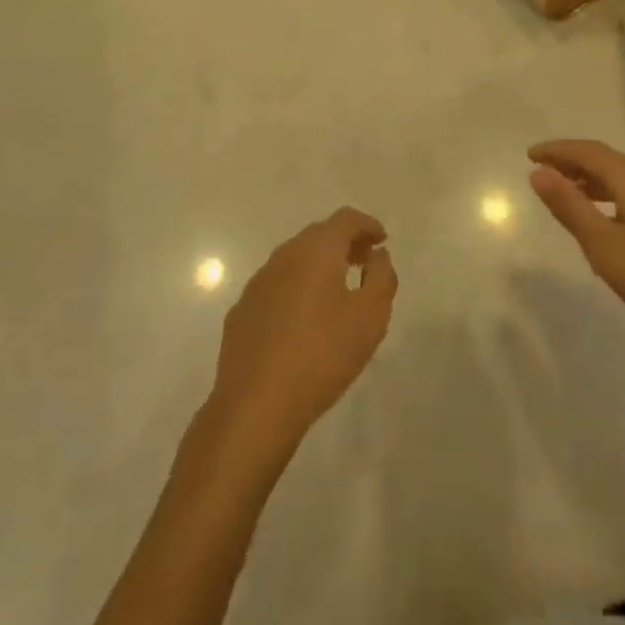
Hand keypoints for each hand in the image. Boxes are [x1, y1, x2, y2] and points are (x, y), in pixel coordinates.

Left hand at [208, 208, 397, 456]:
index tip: (382, 241)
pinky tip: (303, 320)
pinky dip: (296, 288)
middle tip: (363, 263)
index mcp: (316, 250)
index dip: (367, 225)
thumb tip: (377, 255)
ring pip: (294, 259)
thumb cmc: (322, 355)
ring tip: (336, 291)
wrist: (256, 406)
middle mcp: (284, 256)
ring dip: (318, 265)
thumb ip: (382, 277)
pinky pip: (276, 285)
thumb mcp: (371, 317)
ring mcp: (258, 283)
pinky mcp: (241, 311)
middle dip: (344, 242)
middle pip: (319, 234)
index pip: (346, 219)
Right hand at [528, 140, 624, 356]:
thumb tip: (539, 173)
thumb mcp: (601, 244)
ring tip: (566, 190)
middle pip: (606, 158)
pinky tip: (602, 214)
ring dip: (591, 177)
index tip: (530, 154)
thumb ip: (569, 205)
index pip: (588, 151)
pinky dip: (609, 192)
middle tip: (543, 170)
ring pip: (621, 175)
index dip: (558, 150)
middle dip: (572, 160)